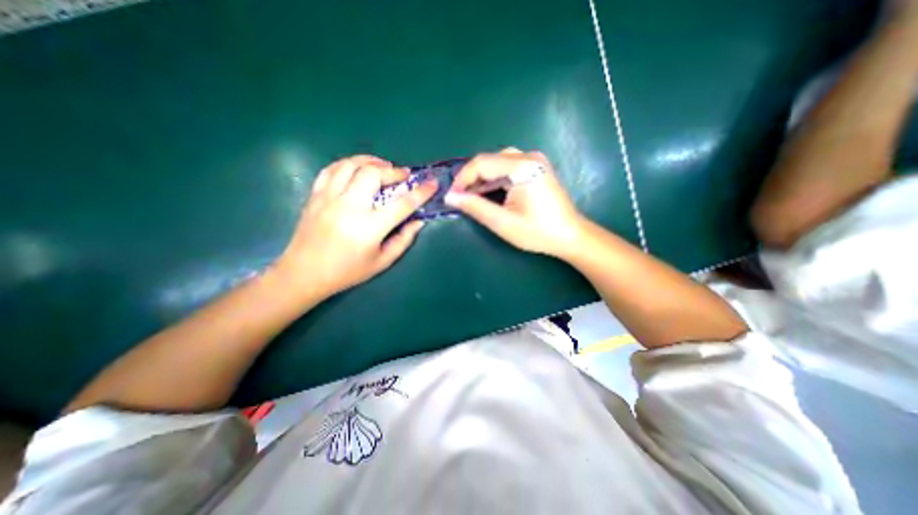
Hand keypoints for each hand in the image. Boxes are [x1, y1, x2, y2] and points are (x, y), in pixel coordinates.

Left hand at [271, 154, 436, 296]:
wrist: (304, 273)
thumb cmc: (347, 271)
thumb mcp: (382, 262)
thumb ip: (403, 240)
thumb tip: (418, 221)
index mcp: (370, 227)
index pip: (402, 204)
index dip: (421, 192)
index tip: (432, 183)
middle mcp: (350, 207)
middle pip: (374, 174)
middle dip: (393, 171)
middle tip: (403, 176)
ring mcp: (329, 198)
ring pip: (352, 165)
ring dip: (371, 162)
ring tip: (383, 167)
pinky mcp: (315, 195)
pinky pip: (332, 169)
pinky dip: (348, 164)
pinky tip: (357, 169)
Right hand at [447, 147, 586, 259]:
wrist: (570, 235)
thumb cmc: (538, 232)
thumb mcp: (502, 222)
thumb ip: (475, 207)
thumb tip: (450, 196)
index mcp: (522, 166)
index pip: (481, 163)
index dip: (463, 178)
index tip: (452, 195)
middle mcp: (529, 156)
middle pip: (489, 160)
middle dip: (472, 179)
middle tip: (461, 198)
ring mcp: (535, 160)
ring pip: (498, 163)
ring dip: (483, 179)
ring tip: (472, 197)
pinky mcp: (537, 168)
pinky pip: (509, 167)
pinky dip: (495, 179)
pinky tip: (490, 192)